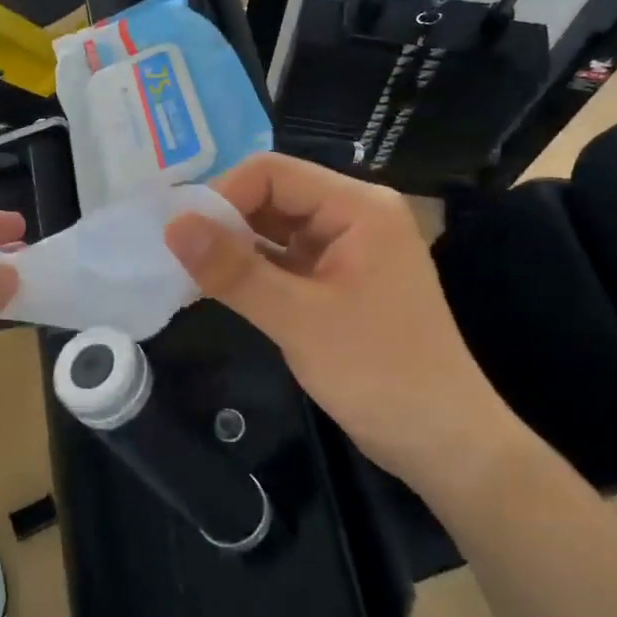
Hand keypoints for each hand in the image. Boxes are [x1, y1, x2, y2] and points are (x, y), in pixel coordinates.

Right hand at [164, 154, 519, 500]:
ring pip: (274, 228)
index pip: (273, 173)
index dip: (222, 195)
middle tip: (174, 252)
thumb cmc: (379, 374)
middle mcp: (353, 215)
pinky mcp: (337, 281)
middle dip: (223, 220)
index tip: (181, 235)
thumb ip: (233, 270)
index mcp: (358, 207)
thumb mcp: (299, 319)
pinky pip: (283, 259)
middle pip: (273, 195)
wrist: (444, 443)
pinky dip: (250, 270)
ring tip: (184, 269)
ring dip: (233, 246)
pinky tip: (214, 286)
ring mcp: (346, 249)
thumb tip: (172, 224)